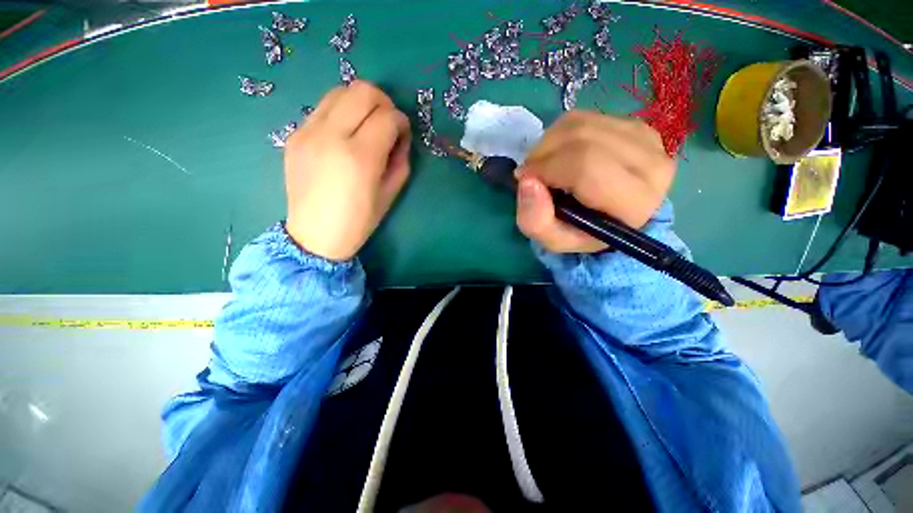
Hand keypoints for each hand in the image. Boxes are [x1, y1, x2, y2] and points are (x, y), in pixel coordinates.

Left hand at [284, 81, 410, 260]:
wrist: (314, 235)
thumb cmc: (358, 222)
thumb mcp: (390, 195)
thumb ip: (400, 161)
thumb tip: (400, 138)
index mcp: (360, 157)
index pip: (387, 117)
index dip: (401, 121)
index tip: (403, 134)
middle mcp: (331, 136)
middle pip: (362, 91)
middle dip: (383, 102)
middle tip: (387, 123)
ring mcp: (308, 132)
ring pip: (339, 91)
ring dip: (360, 102)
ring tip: (366, 124)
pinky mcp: (295, 135)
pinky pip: (322, 108)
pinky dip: (341, 113)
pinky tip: (345, 135)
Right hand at [515, 111, 674, 253]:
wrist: (610, 219)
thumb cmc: (581, 233)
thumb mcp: (553, 240)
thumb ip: (536, 221)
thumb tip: (527, 181)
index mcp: (634, 203)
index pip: (586, 167)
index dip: (546, 168)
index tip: (524, 179)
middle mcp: (652, 166)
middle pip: (584, 139)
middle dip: (543, 153)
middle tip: (529, 171)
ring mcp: (648, 140)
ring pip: (583, 124)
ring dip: (549, 141)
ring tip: (541, 163)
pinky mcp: (637, 126)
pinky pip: (587, 117)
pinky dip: (561, 133)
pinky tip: (559, 152)